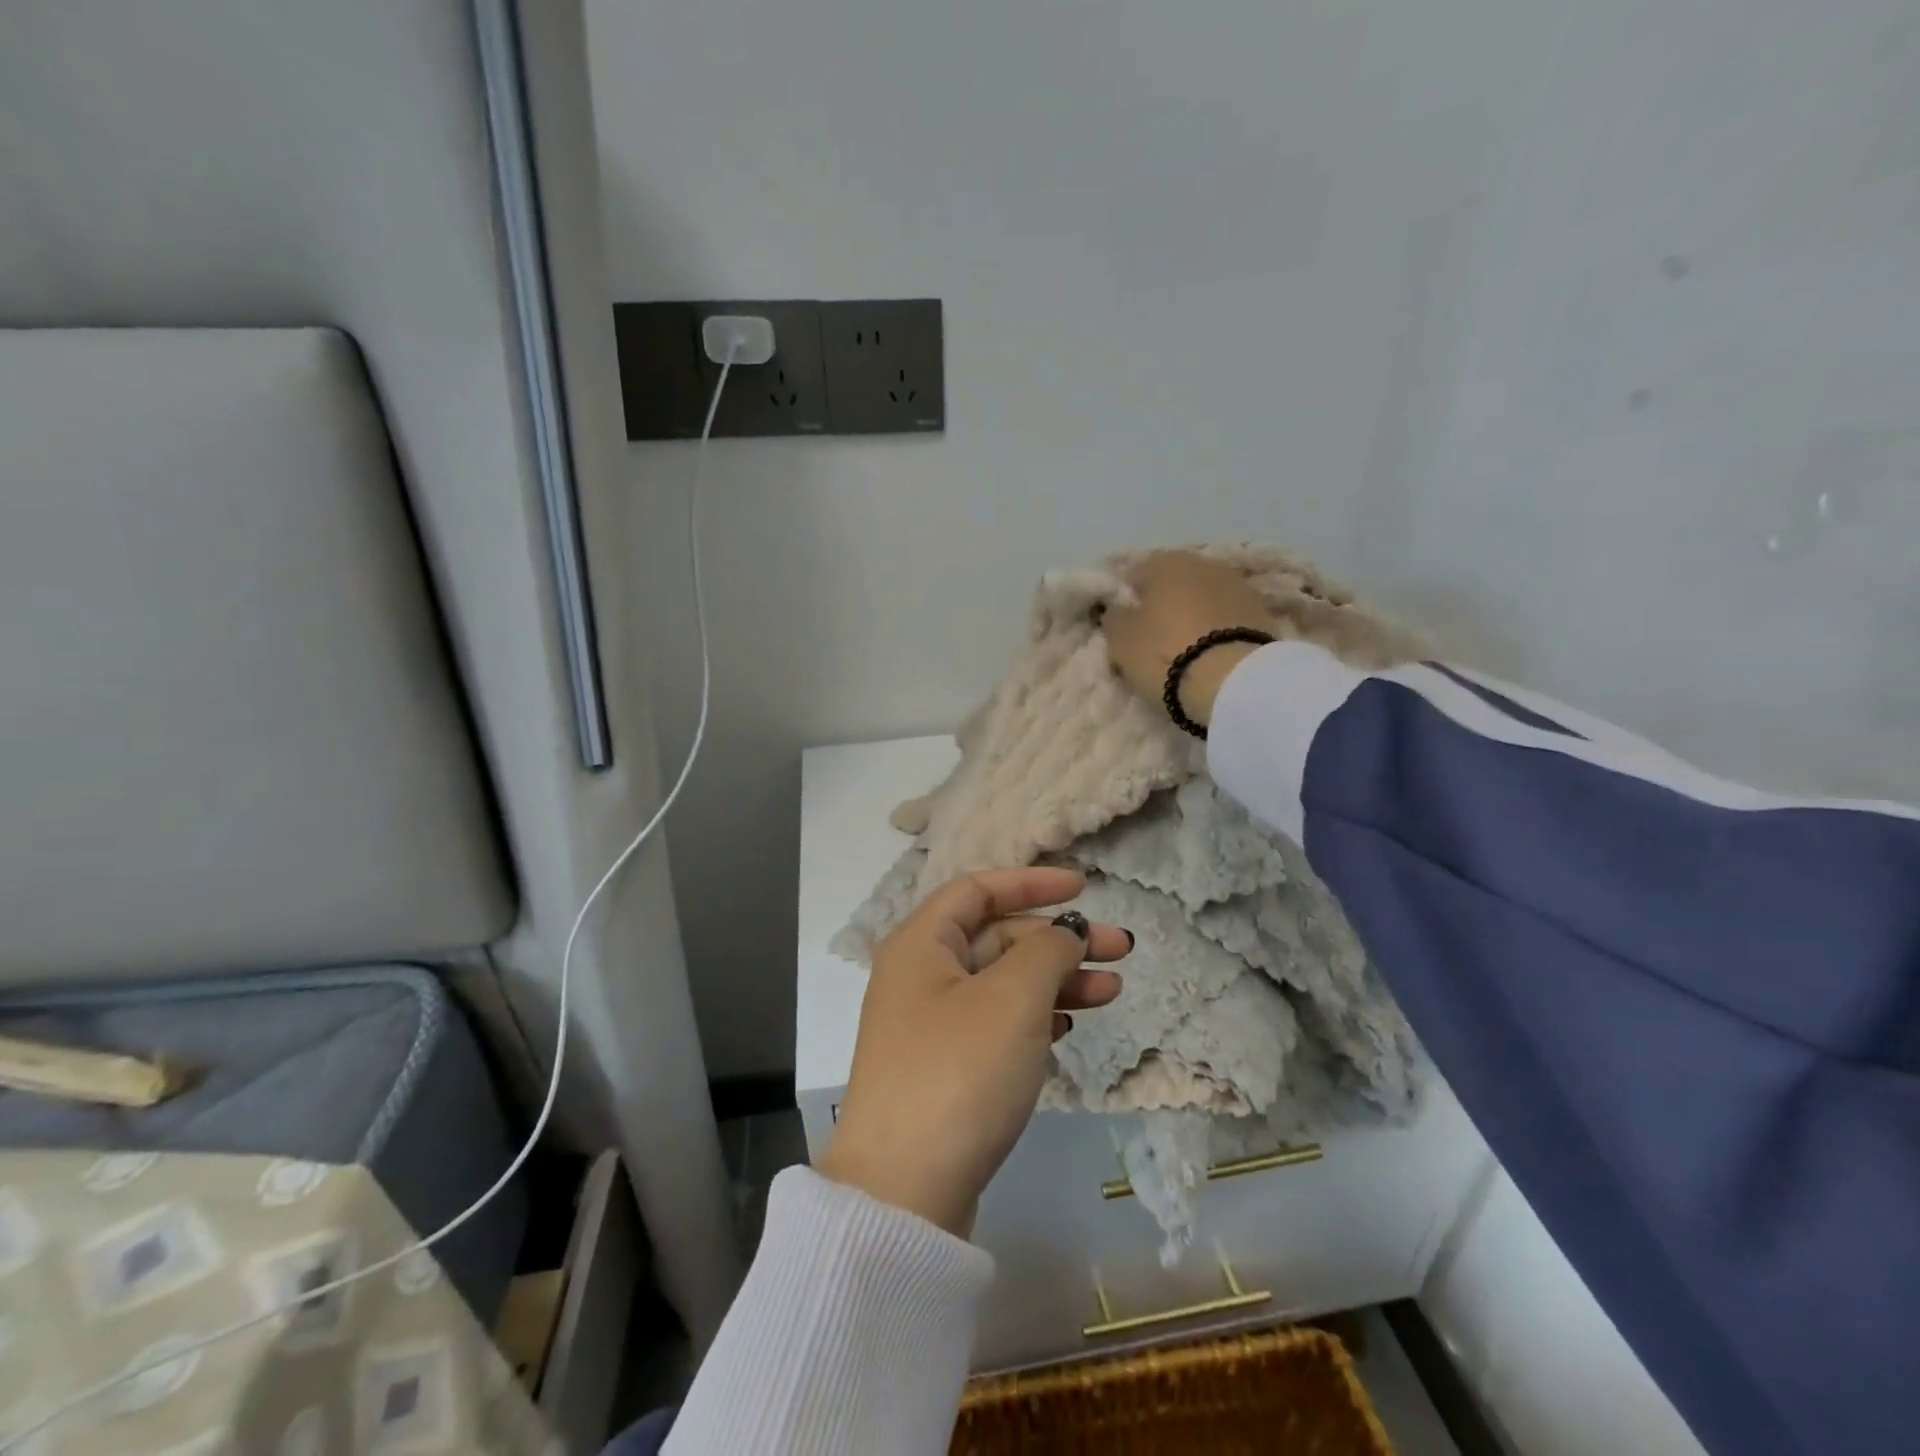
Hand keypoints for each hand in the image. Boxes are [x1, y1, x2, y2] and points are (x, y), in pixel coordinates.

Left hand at [817, 867, 1128, 1235]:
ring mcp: (931, 1024)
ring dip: (1056, 980)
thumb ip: (1047, 950)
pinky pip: (997, 1022)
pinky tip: (1069, 1025)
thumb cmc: (959, 1072)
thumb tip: (1064, 931)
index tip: (1084, 888)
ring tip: (1112, 992)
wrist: (904, 1192)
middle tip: (1119, 950)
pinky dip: (1035, 1016)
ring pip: (1003, 982)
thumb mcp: (1013, 998)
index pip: (978, 889)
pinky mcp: (946, 1067)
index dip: (1031, 882)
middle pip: (996, 937)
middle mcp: (920, 975)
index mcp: (921, 943)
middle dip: (1057, 939)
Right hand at [1103, 551, 1276, 727]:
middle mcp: (1204, 563)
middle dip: (1162, 605)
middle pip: (1173, 583)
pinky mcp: (1262, 613)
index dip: (1125, 600)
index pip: (1134, 573)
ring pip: (1202, 599)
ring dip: (1192, 616)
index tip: (1122, 625)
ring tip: (1183, 649)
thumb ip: (1115, 617)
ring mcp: (1238, 586)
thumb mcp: (1121, 639)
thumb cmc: (1165, 654)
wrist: (1233, 682)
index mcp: (1166, 561)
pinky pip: (1226, 619)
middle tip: (1151, 639)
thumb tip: (1118, 608)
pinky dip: (1216, 630)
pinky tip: (1209, 654)